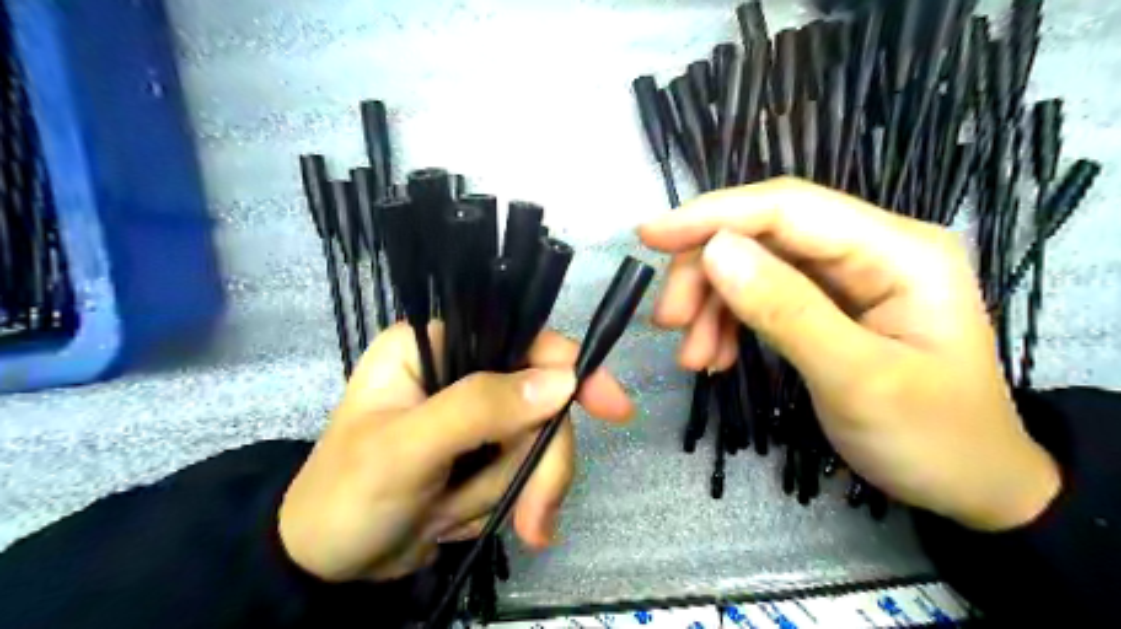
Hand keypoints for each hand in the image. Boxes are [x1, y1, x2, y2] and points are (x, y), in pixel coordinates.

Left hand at [275, 327, 634, 581]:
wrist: (329, 566)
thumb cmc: (347, 497)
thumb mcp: (406, 450)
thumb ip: (480, 409)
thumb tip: (564, 380)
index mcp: (434, 345)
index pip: (519, 336)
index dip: (569, 367)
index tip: (611, 406)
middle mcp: (461, 369)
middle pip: (541, 397)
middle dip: (538, 459)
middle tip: (533, 515)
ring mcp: (478, 414)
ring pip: (538, 440)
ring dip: (518, 488)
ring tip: (464, 520)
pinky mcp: (486, 451)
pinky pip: (527, 469)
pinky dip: (512, 502)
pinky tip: (474, 524)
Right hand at [639, 176, 1062, 530]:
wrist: (971, 485)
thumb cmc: (933, 438)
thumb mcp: (858, 379)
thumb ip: (787, 311)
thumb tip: (714, 251)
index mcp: (897, 249)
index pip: (788, 207)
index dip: (713, 214)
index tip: (650, 235)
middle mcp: (869, 247)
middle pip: (763, 234)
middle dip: (706, 273)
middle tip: (669, 322)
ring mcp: (846, 275)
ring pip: (754, 265)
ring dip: (712, 305)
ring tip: (694, 358)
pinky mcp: (826, 302)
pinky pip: (761, 296)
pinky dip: (728, 323)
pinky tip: (716, 357)